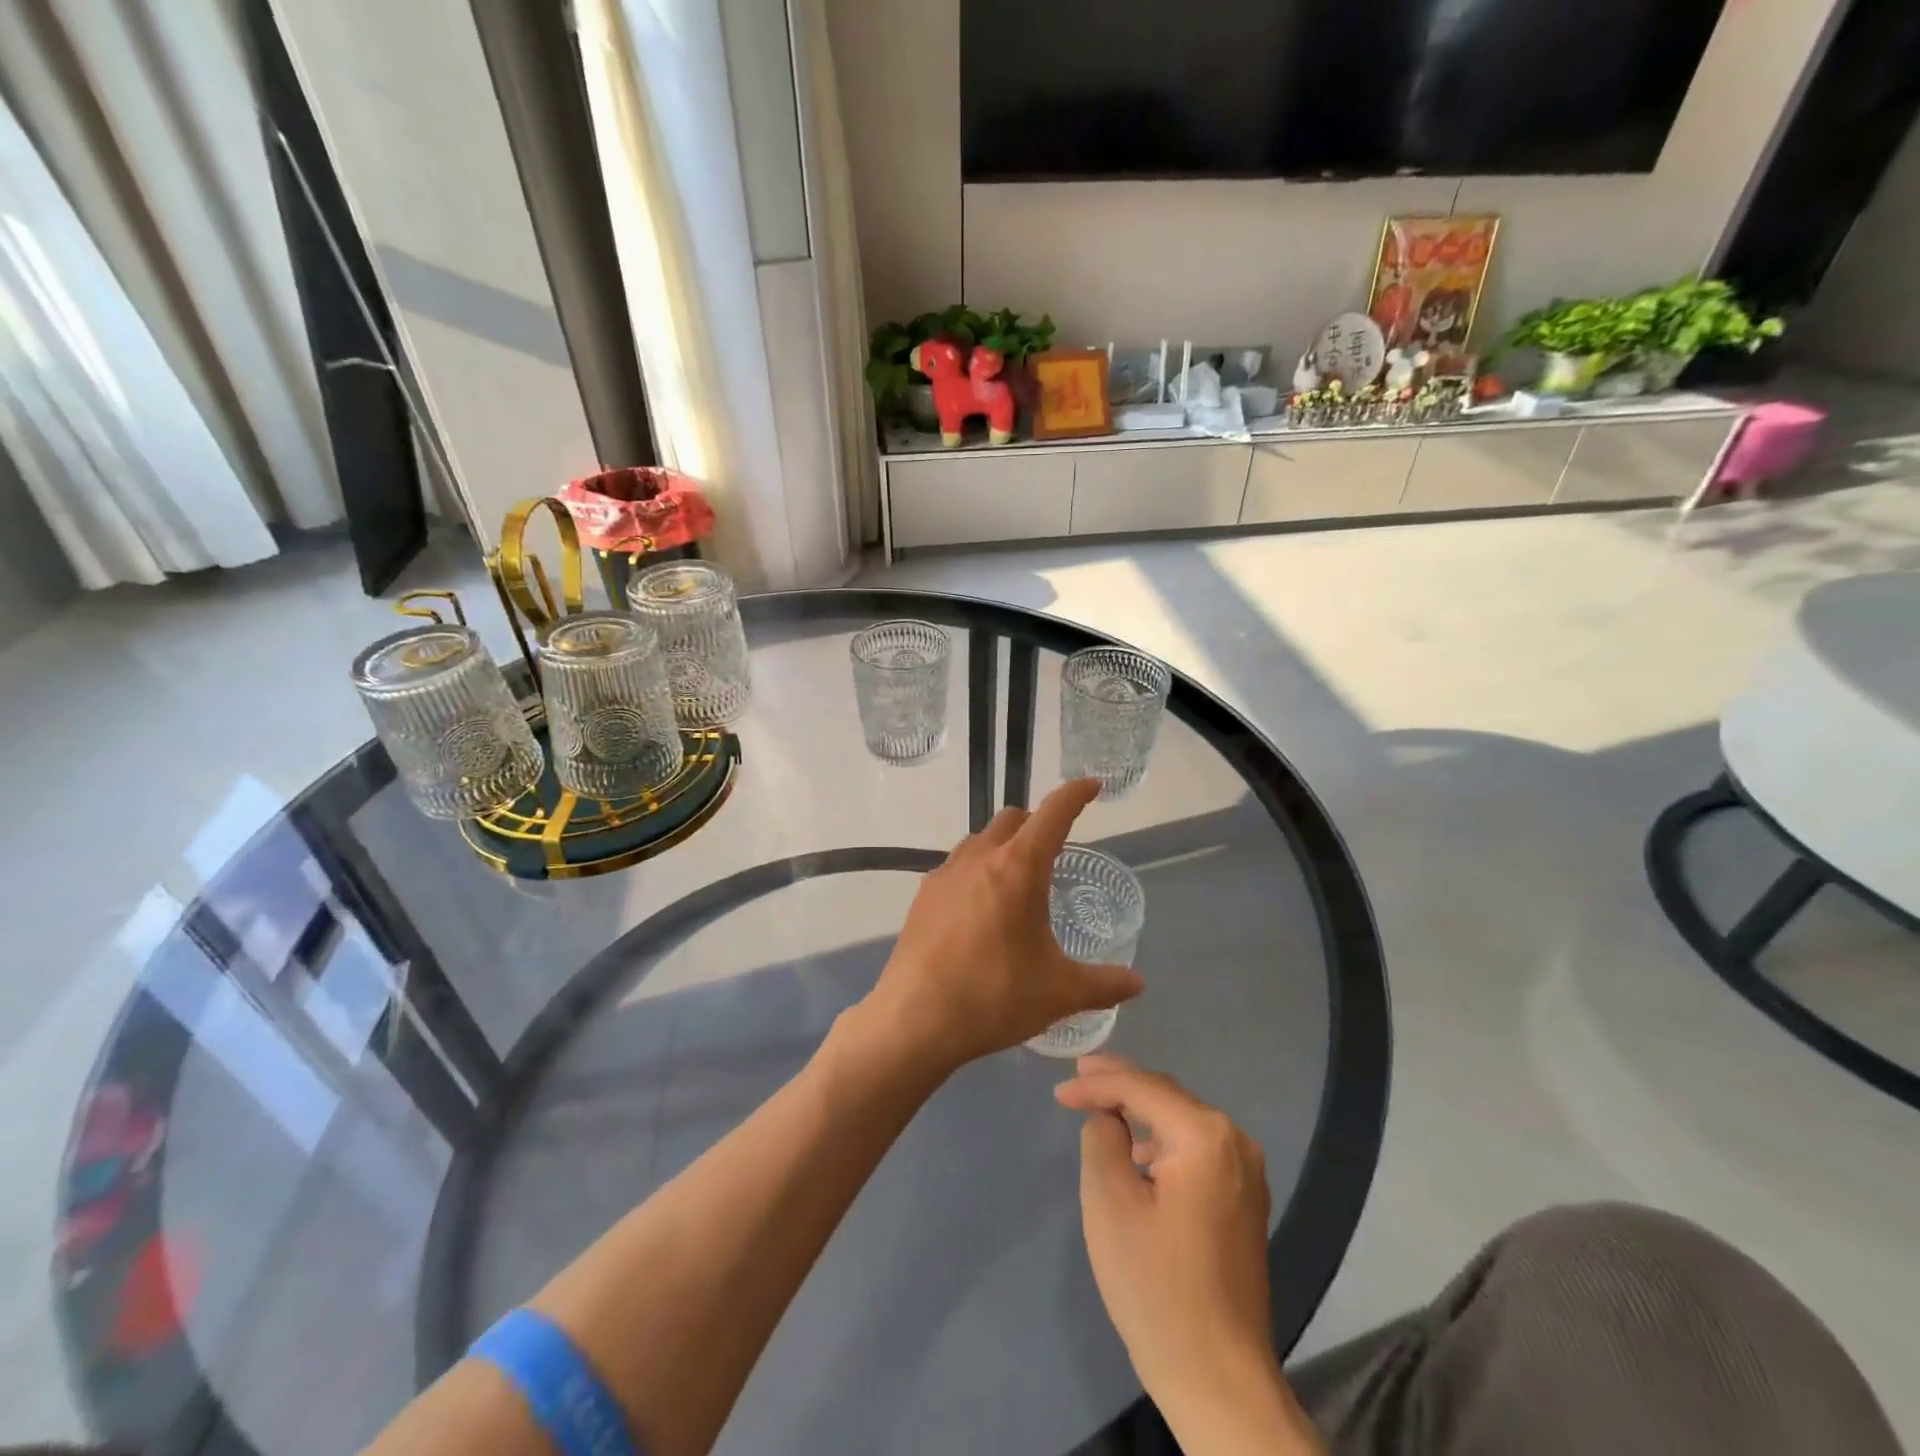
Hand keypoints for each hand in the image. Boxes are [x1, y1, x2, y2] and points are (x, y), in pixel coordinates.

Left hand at [862, 779, 1142, 1071]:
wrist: (915, 1019)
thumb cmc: (994, 996)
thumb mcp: (1058, 992)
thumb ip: (1103, 984)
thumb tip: (1137, 985)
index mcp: (1018, 868)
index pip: (1053, 814)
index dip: (1075, 794)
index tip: (1091, 786)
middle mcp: (979, 858)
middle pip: (1012, 819)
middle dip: (1037, 822)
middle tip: (1055, 849)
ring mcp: (945, 874)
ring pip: (979, 839)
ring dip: (1003, 845)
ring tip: (1017, 881)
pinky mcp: (923, 896)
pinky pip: (956, 867)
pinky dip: (976, 871)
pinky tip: (980, 910)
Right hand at [1055, 1055, 1279, 1416]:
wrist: (1218, 1379)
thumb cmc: (1156, 1287)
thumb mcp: (1109, 1203)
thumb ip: (1102, 1139)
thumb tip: (1108, 1117)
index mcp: (1205, 1136)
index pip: (1141, 1088)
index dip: (1096, 1083)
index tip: (1059, 1091)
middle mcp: (1235, 1141)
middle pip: (1166, 1096)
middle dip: (1120, 1084)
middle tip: (1078, 1077)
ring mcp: (1245, 1172)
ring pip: (1181, 1120)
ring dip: (1140, 1110)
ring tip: (1099, 1105)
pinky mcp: (1243, 1199)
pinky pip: (1195, 1148)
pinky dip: (1161, 1139)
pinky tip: (1135, 1151)